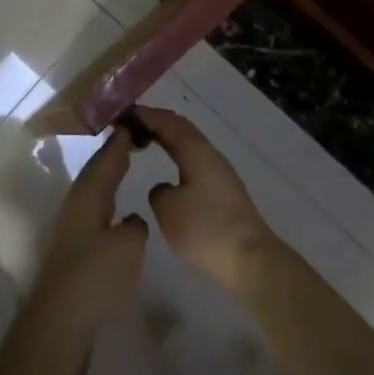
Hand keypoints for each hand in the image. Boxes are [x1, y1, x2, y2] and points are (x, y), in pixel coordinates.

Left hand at [18, 128, 147, 373]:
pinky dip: (106, 204)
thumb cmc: (95, 277)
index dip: (119, 142)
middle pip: (95, 174)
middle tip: (131, 139)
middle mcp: (75, 207)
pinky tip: (115, 214)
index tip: (132, 123)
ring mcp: (70, 231)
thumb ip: (135, 226)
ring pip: (92, 194)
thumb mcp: (128, 246)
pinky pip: (93, 214)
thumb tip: (132, 221)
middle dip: (112, 156)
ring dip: (108, 180)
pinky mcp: (71, 254)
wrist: (59, 325)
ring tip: (126, 169)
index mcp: (87, 196)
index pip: (105, 159)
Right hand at [137, 106, 271, 291]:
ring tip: (145, 145)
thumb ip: (158, 191)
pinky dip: (178, 161)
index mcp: (196, 150)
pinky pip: (195, 165)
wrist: (250, 260)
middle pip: (181, 131)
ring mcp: (221, 175)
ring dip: (168, 143)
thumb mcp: (168, 209)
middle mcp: (211, 156)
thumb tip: (164, 189)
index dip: (146, 115)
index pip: (169, 121)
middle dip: (156, 125)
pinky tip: (169, 174)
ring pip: (190, 148)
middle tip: (130, 126)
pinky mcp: (225, 195)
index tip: (123, 114)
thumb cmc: (205, 228)